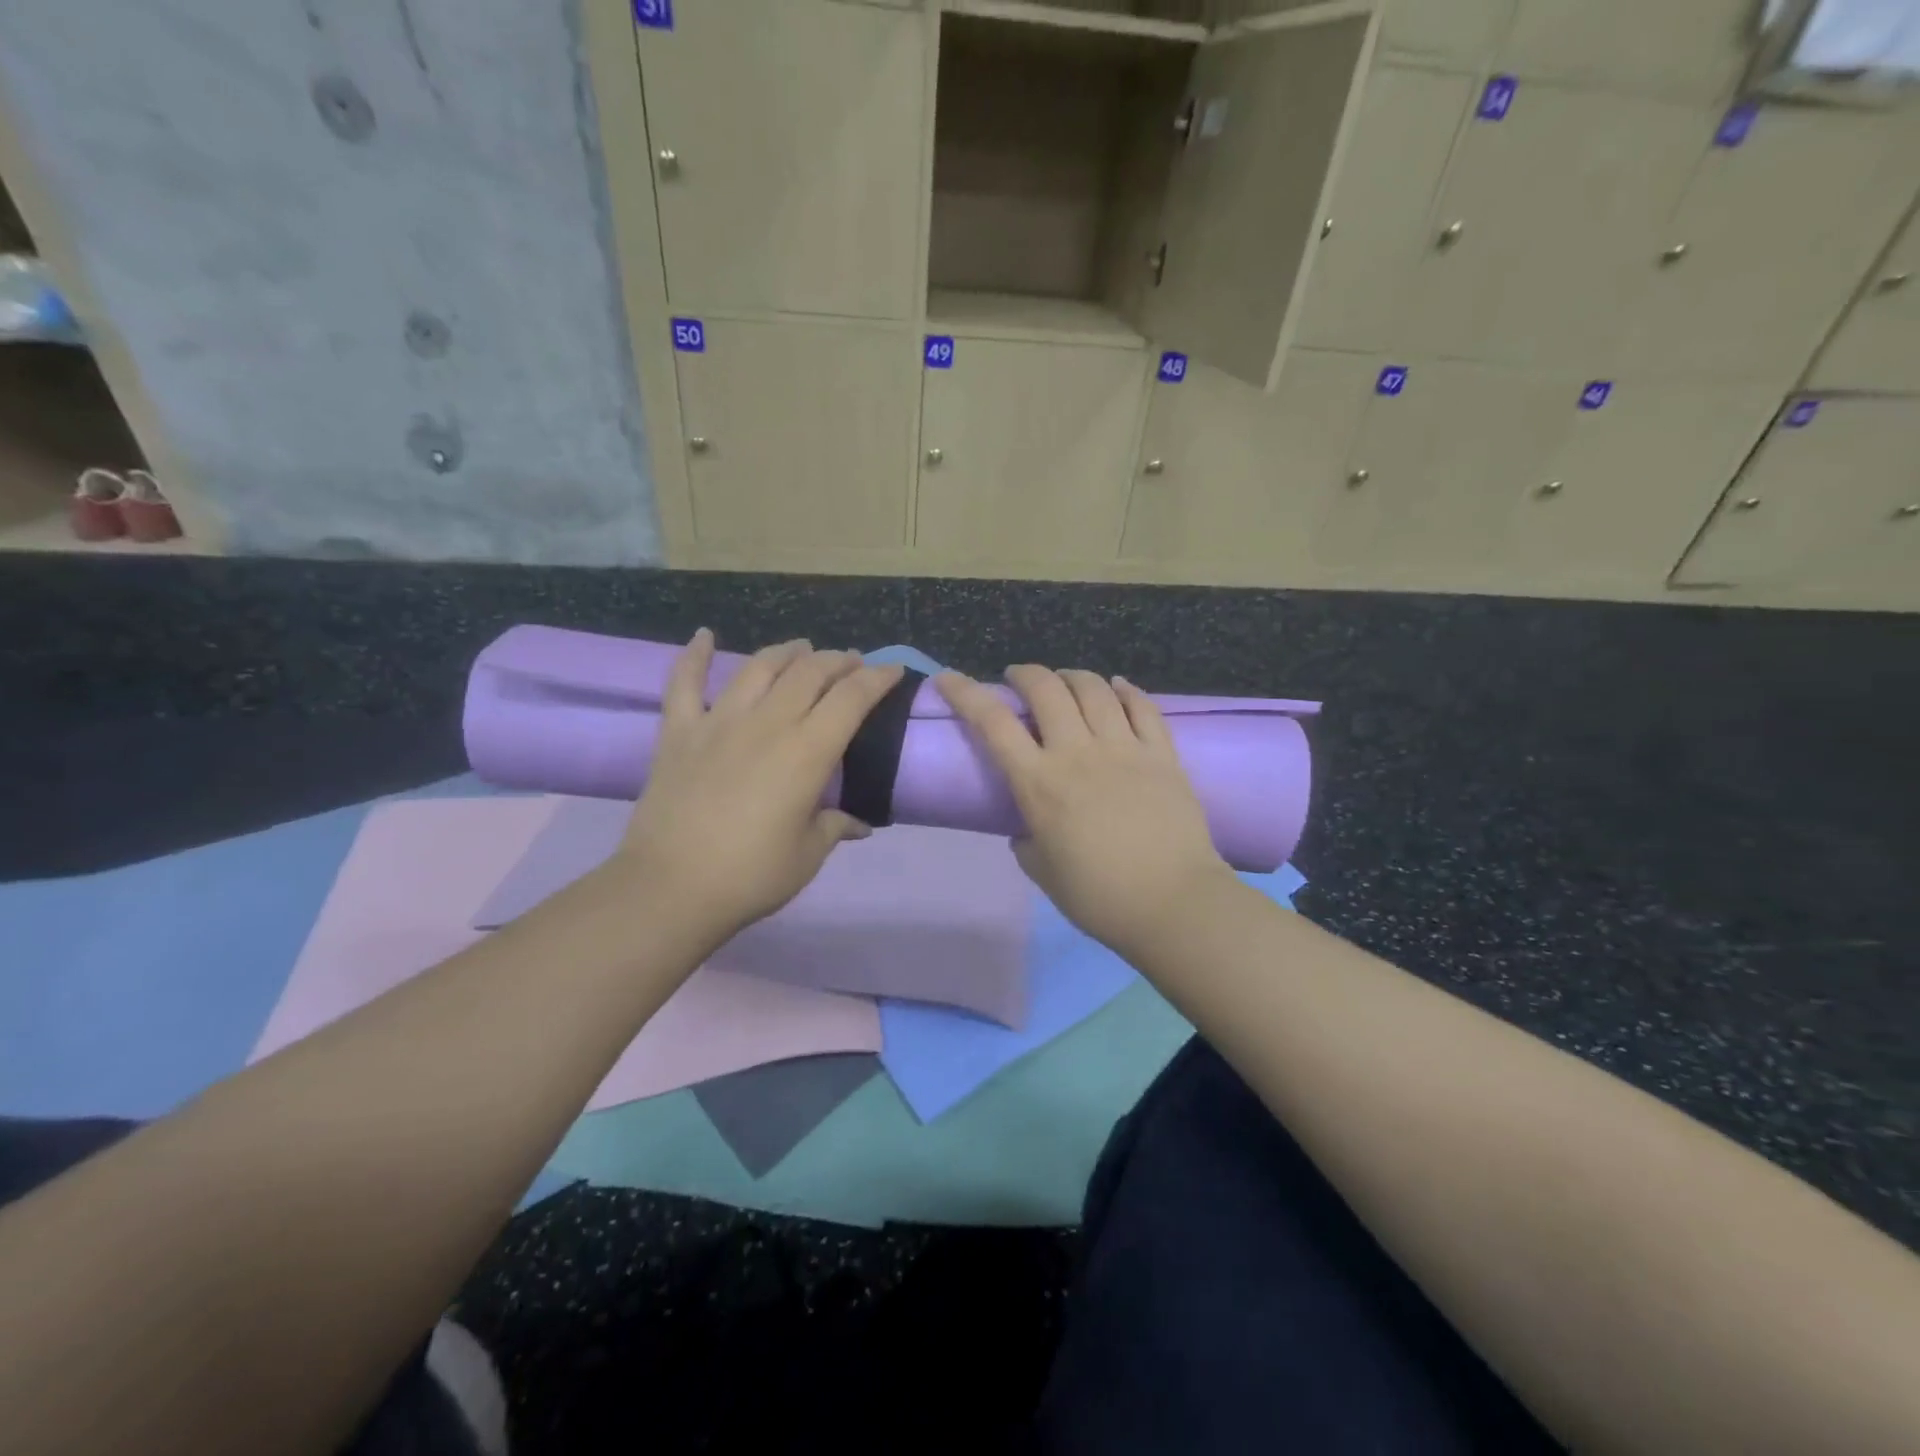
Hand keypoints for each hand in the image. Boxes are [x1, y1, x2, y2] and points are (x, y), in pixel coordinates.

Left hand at [616, 630, 904, 946]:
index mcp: (807, 752)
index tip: (893, 670)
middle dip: (838, 660)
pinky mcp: (679, 732)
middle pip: (810, 672)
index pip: (852, 698)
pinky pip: (684, 683)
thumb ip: (834, 827)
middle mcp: (768, 723)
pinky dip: (694, 655)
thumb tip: (858, 824)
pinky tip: (704, 635)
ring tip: (802, 648)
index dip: (877, 678)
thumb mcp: (807, 855)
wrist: (670, 888)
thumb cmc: (751, 875)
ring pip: (759, 667)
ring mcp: (719, 722)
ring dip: (787, 652)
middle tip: (852, 663)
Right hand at [936, 664, 1231, 957]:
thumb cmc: (1099, 896)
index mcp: (1039, 783)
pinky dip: (1126, 689)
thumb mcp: (1042, 872)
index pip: (992, 723)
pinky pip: (1143, 706)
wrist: (1173, 904)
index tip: (948, 678)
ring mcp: (1124, 748)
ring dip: (1072, 675)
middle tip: (1017, 678)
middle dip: (1025, 674)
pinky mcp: (1162, 754)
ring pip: (1094, 688)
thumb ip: (1027, 841)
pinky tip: (1117, 686)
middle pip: (1046, 689)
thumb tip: (1028, 828)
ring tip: (1065, 680)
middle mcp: (1078, 753)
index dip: (965, 693)